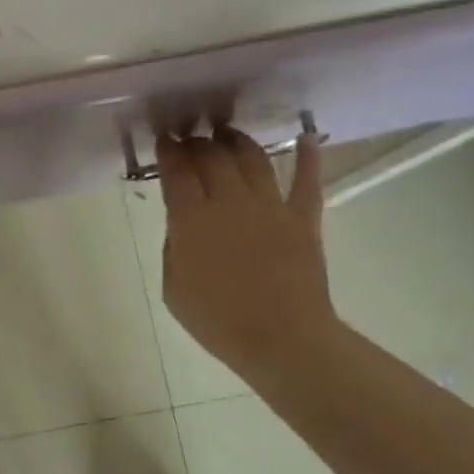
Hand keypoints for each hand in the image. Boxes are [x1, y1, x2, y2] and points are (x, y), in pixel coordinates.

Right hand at [157, 129, 339, 383]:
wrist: (281, 339)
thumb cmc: (218, 321)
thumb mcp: (173, 289)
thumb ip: (174, 248)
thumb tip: (182, 224)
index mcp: (192, 220)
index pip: (177, 173)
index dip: (169, 152)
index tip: (165, 141)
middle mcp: (230, 202)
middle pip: (212, 158)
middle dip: (198, 143)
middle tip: (190, 140)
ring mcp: (271, 207)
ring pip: (253, 158)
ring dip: (237, 141)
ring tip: (227, 134)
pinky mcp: (303, 218)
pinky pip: (307, 180)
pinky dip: (308, 156)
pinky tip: (307, 136)